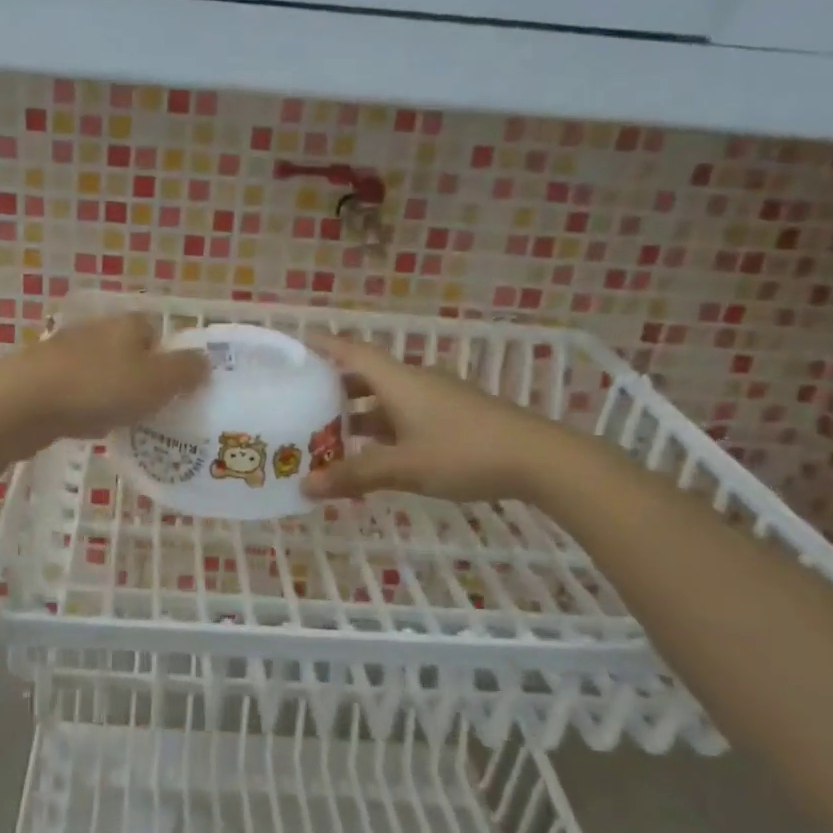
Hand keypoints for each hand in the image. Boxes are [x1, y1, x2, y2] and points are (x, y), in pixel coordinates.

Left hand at [0, 313, 209, 459]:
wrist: (22, 403)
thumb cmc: (97, 388)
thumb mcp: (155, 382)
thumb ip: (184, 371)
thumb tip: (205, 360)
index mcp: (127, 324)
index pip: (155, 331)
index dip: (168, 358)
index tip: (174, 389)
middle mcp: (96, 331)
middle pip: (128, 352)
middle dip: (140, 378)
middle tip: (153, 410)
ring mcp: (65, 353)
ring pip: (101, 372)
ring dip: (111, 393)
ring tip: (122, 423)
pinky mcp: (41, 377)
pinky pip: (76, 390)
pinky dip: (86, 406)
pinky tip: (87, 425)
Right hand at [300, 334, 572, 503]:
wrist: (539, 459)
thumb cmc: (464, 452)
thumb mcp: (403, 466)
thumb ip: (354, 475)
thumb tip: (305, 486)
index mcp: (398, 381)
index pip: (351, 352)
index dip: (322, 346)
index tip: (294, 346)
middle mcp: (414, 382)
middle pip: (366, 376)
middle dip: (333, 388)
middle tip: (300, 402)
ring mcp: (437, 399)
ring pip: (386, 400)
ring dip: (357, 414)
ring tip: (327, 434)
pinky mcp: (453, 417)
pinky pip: (404, 416)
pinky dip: (382, 430)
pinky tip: (374, 455)